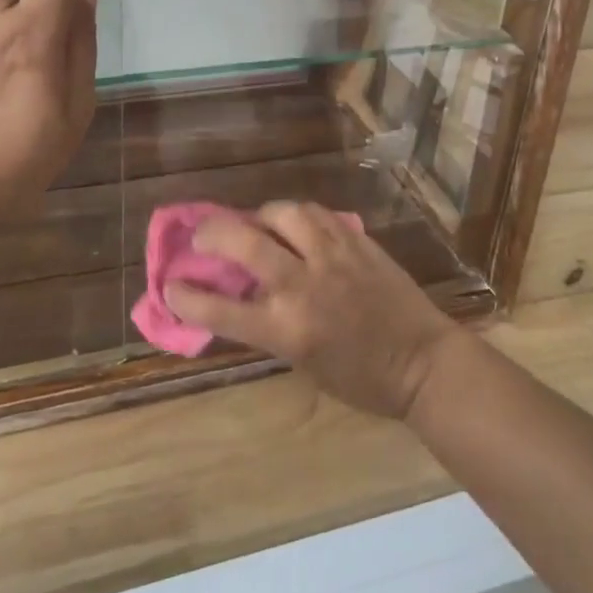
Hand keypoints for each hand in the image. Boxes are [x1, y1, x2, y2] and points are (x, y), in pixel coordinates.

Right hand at [165, 203, 462, 418]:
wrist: (422, 362)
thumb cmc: (360, 379)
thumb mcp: (302, 362)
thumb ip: (267, 325)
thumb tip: (235, 293)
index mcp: (287, 330)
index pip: (221, 308)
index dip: (187, 295)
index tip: (170, 284)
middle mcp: (303, 286)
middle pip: (244, 243)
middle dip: (211, 234)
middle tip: (202, 236)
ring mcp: (331, 257)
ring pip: (282, 213)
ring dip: (259, 216)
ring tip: (254, 223)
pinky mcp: (355, 240)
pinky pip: (315, 213)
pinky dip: (295, 215)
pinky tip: (293, 223)